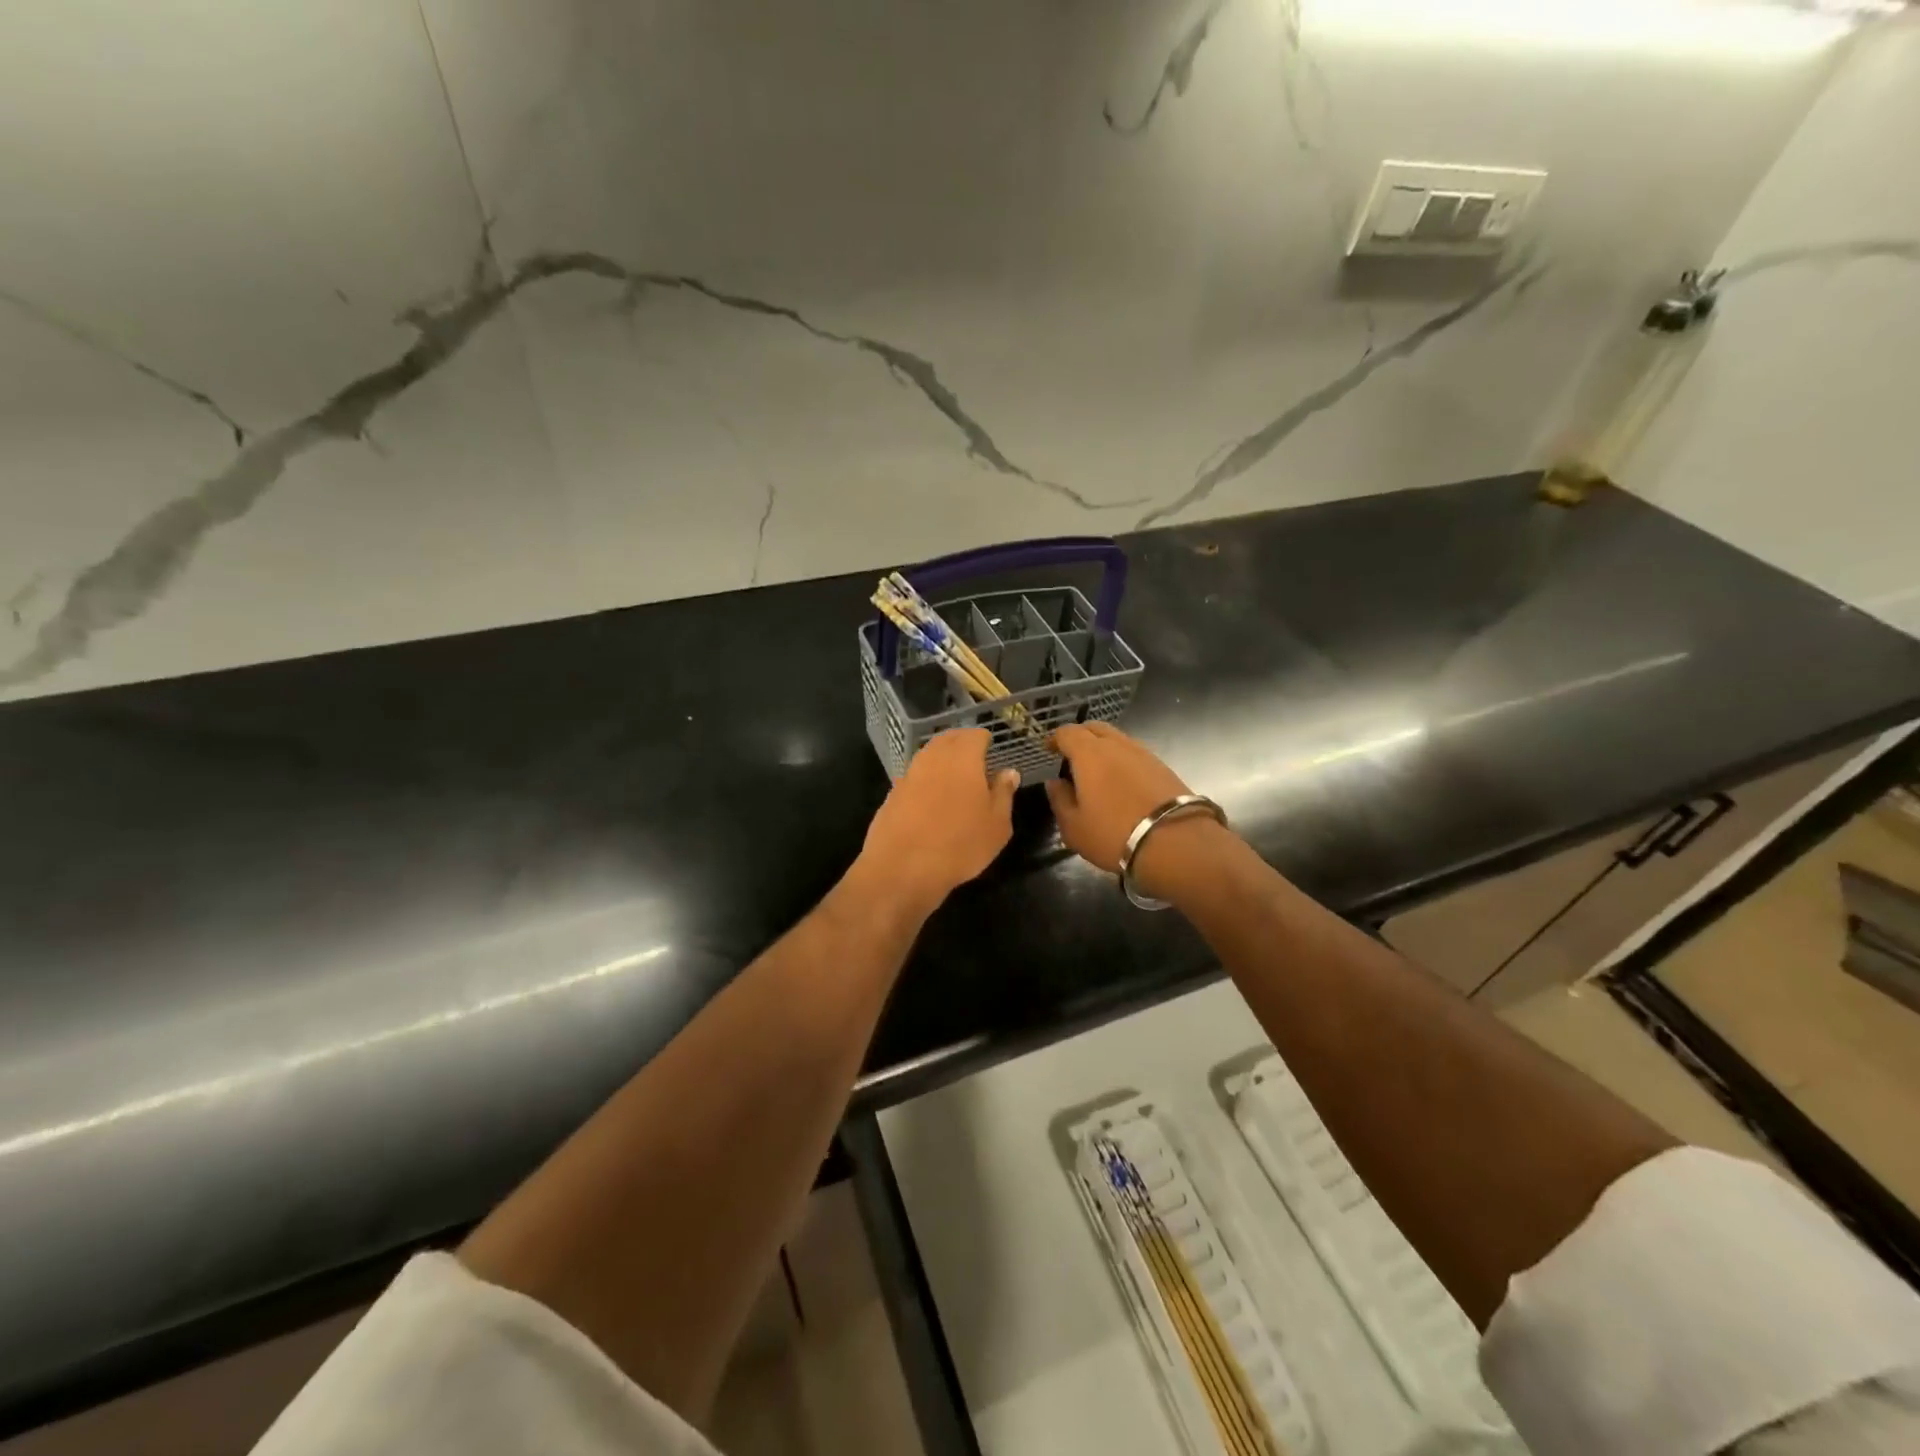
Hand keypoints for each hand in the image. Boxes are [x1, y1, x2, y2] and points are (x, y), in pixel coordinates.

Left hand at [860, 728, 1018, 913]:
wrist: (902, 867)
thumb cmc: (960, 844)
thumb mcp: (997, 824)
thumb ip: (1004, 793)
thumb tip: (1008, 772)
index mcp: (963, 757)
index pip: (975, 735)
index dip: (984, 740)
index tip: (991, 750)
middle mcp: (933, 758)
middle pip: (948, 740)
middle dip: (962, 743)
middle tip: (975, 758)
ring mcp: (909, 774)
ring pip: (928, 756)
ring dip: (941, 760)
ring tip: (955, 777)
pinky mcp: (892, 794)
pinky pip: (914, 777)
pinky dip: (925, 780)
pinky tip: (931, 798)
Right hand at [1046, 723, 1228, 898]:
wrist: (1175, 843)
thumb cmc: (1114, 834)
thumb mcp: (1074, 827)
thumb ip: (1060, 800)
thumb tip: (1055, 783)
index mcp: (1089, 754)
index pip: (1067, 732)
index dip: (1055, 738)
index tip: (1048, 749)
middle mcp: (1117, 745)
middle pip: (1095, 728)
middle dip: (1080, 736)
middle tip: (1071, 755)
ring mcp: (1144, 754)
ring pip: (1118, 739)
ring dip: (1103, 748)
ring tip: (1097, 771)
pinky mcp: (1163, 767)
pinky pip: (1135, 754)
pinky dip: (1123, 760)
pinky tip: (1122, 781)